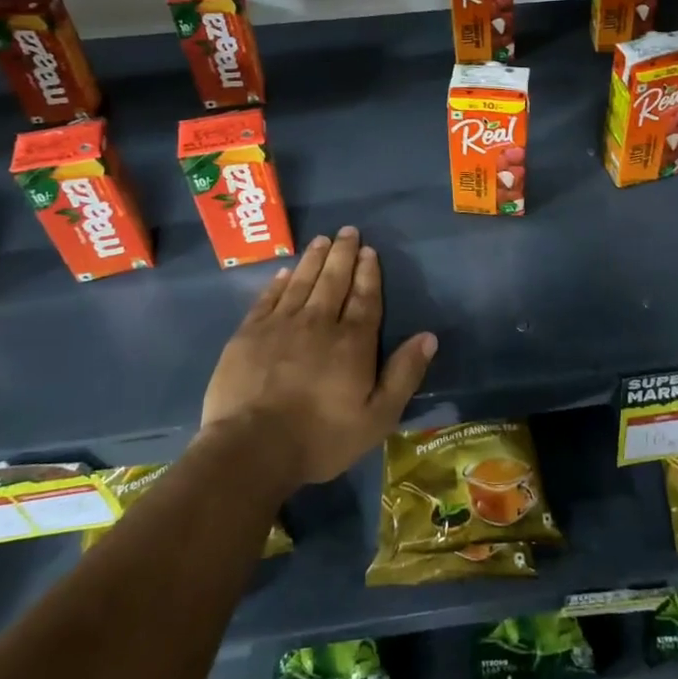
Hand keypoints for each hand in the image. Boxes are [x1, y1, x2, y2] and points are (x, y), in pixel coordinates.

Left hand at [201, 226, 436, 488]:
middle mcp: (319, 323)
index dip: (368, 272)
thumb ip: (404, 374)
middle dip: (342, 254)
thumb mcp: (378, 417)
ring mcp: (280, 325)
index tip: (369, 250)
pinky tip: (285, 272)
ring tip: (321, 240)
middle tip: (347, 231)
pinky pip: (268, 298)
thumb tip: (429, 337)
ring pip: (302, 282)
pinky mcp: (248, 334)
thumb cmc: (322, 437)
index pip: (365, 298)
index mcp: (353, 342)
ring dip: (314, 259)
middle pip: (334, 281)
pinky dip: (279, 282)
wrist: (252, 447)